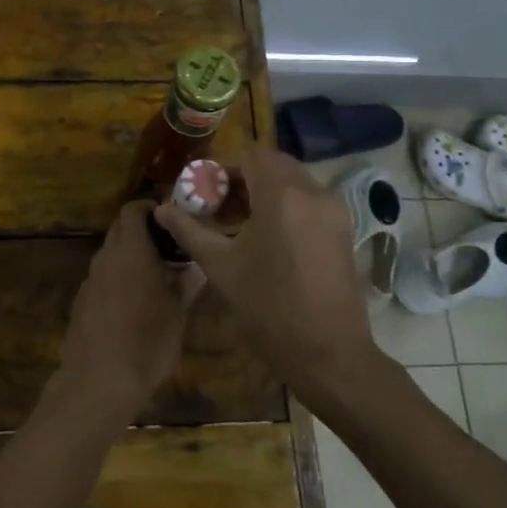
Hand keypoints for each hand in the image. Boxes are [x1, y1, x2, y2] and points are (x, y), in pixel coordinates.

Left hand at [55, 200, 193, 424]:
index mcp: (131, 251)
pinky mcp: (81, 300)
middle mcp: (106, 258)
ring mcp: (90, 279)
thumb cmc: (147, 342)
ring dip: (130, 256)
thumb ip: (186, 283)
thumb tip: (198, 266)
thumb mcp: (177, 313)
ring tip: (155, 277)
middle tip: (168, 247)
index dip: (150, 207)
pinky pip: (102, 277)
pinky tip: (132, 304)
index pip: (133, 210)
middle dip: (142, 230)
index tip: (170, 218)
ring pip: (110, 254)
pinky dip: (117, 277)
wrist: (98, 381)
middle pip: (120, 228)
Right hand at [154, 145, 376, 400]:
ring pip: (295, 182)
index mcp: (282, 195)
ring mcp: (334, 210)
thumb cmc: (268, 309)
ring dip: (267, 191)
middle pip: (275, 164)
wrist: (328, 354)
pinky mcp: (345, 229)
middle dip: (246, 178)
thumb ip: (190, 231)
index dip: (226, 167)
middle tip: (221, 207)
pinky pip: (310, 201)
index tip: (207, 192)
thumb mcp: (221, 268)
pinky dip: (288, 206)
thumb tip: (161, 209)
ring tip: (241, 224)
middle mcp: (314, 192)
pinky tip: (270, 238)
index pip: (253, 154)